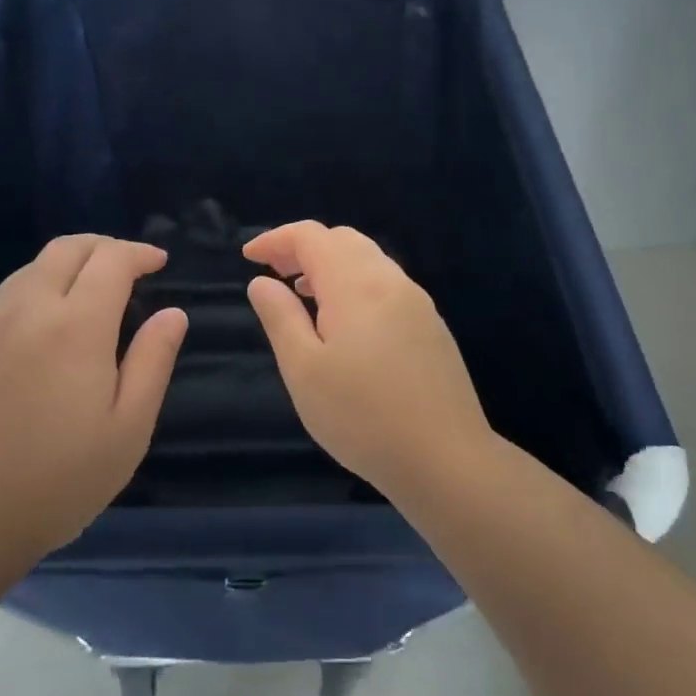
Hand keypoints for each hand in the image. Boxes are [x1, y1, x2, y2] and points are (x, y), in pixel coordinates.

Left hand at [0, 235, 187, 567]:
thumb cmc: (58, 483)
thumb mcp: (128, 429)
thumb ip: (153, 360)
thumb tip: (173, 313)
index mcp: (75, 326)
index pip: (111, 260)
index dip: (138, 253)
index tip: (157, 262)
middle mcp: (23, 311)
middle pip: (64, 249)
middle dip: (101, 247)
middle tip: (124, 266)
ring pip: (25, 275)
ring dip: (61, 274)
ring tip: (81, 303)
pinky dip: (25, 312)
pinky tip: (30, 354)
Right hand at [243, 221, 493, 491]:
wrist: (446, 458)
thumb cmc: (362, 417)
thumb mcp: (304, 370)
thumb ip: (280, 318)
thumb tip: (262, 282)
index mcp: (355, 284)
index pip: (311, 236)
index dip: (276, 239)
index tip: (249, 257)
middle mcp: (389, 280)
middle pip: (342, 240)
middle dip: (303, 247)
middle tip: (274, 273)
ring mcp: (416, 301)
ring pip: (368, 259)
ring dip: (330, 264)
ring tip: (302, 293)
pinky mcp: (431, 325)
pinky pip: (385, 283)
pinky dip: (355, 283)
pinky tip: (344, 321)